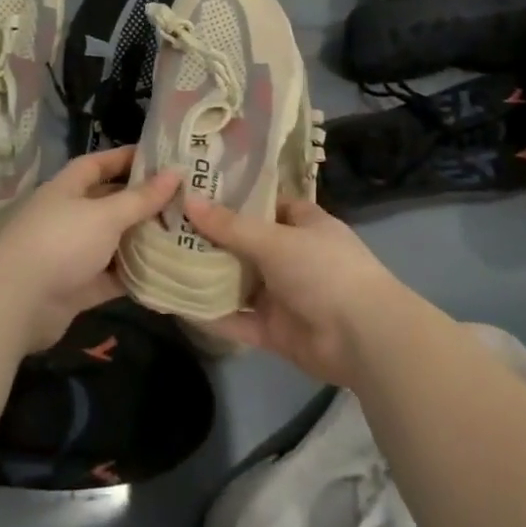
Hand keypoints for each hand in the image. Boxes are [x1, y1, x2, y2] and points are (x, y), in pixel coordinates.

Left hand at [0, 146, 178, 352]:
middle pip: (110, 203)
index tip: (161, 158)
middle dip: (142, 202)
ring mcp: (72, 253)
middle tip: (183, 200)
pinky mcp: (77, 287)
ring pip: (113, 242)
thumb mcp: (105, 214)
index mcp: (68, 189)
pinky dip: (134, 276)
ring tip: (183, 235)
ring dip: (141, 241)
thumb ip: (141, 198)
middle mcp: (69, 217)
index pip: (98, 164)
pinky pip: (112, 277)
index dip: (126, 158)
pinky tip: (166, 273)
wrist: (16, 302)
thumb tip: (176, 172)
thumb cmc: (61, 242)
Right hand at [184, 193, 414, 386]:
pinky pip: (238, 319)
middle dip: (211, 237)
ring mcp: (283, 295)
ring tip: (163, 261)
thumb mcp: (275, 240)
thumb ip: (230, 225)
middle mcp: (292, 256)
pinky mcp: (275, 330)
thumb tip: (188, 201)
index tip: (195, 189)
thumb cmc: (324, 270)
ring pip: (238, 282)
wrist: (363, 337)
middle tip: (166, 224)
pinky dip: (213, 315)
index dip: (234, 196)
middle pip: (245, 243)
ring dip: (208, 275)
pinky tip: (178, 304)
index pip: (266, 203)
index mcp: (303, 224)